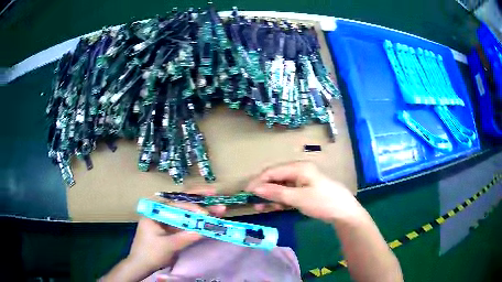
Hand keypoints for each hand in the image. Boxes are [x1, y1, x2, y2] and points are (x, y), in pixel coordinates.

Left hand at [101, 189, 225, 281]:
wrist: (141, 264)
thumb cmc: (149, 253)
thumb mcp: (167, 245)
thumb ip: (184, 237)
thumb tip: (203, 230)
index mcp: (154, 210)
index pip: (174, 202)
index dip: (191, 206)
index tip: (205, 213)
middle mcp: (161, 211)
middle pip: (181, 201)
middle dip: (198, 199)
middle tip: (215, 193)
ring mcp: (167, 219)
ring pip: (186, 211)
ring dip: (201, 211)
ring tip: (219, 208)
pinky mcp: (172, 228)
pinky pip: (186, 222)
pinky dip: (197, 221)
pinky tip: (210, 219)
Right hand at [246, 161, 361, 222]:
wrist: (344, 211)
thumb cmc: (322, 201)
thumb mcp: (298, 198)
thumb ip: (276, 193)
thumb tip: (255, 189)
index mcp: (298, 168)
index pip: (273, 171)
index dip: (258, 181)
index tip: (246, 191)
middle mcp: (299, 171)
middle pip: (276, 178)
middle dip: (264, 189)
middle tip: (251, 200)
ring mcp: (303, 181)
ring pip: (281, 187)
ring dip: (271, 196)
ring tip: (259, 206)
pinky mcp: (305, 191)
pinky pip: (288, 193)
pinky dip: (280, 200)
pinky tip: (272, 207)